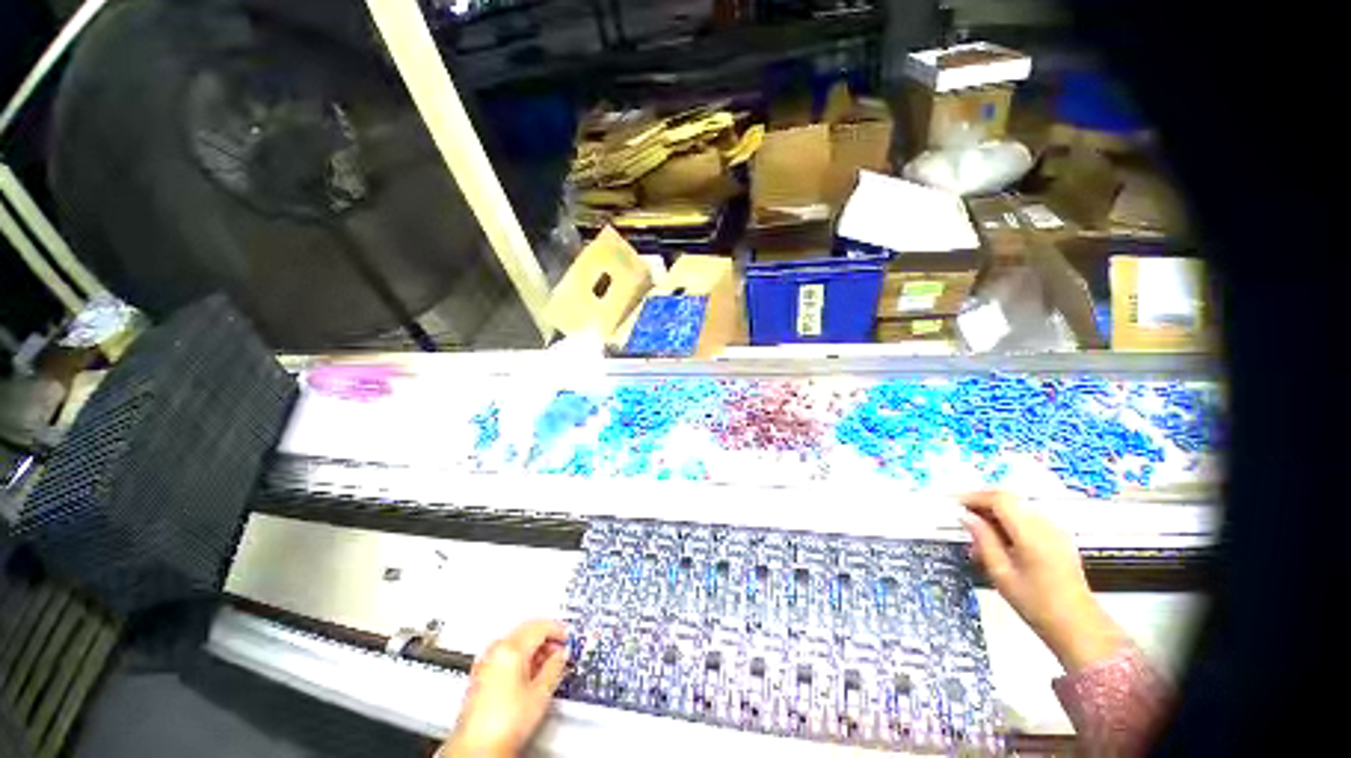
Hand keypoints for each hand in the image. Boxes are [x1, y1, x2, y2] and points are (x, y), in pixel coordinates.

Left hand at [440, 620, 568, 757]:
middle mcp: (495, 650)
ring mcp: (484, 663)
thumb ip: (555, 667)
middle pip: (527, 631)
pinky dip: (520, 658)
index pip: (540, 626)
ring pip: (515, 642)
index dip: (558, 630)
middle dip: (546, 638)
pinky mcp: (479, 676)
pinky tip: (528, 674)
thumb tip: (561, 655)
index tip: (568, 637)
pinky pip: (504, 655)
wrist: (477, 750)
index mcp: (510, 648)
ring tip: (547, 664)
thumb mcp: (541, 694)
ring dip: (533, 648)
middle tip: (560, 650)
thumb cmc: (502, 726)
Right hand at [960, 491, 1125, 673]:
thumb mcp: (1001, 573)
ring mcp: (1055, 530)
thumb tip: (966, 517)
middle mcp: (1045, 524)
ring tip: (980, 531)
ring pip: (1019, 506)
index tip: (956, 504)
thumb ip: (983, 540)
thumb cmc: (1036, 603)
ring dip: (996, 512)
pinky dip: (1010, 520)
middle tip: (964, 515)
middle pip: (1010, 498)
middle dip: (984, 502)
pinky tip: (1001, 539)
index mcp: (1030, 533)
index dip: (975, 497)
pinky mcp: (1059, 537)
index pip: (999, 499)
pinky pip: (1029, 517)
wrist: (1078, 626)